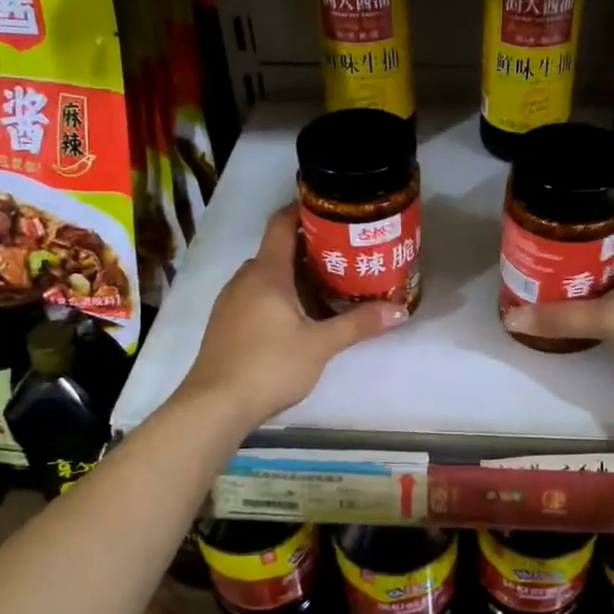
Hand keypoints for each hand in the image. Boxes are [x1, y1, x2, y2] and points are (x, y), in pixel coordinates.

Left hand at [177, 204, 406, 430]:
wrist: (215, 405)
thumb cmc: (269, 365)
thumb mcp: (320, 345)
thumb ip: (358, 324)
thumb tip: (399, 310)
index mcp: (266, 273)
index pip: (281, 224)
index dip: (302, 209)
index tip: (330, 208)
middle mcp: (245, 279)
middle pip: (277, 250)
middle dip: (308, 248)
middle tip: (343, 254)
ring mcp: (230, 301)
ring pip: (266, 275)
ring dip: (293, 274)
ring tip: (327, 284)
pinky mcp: (225, 323)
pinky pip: (255, 295)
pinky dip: (277, 294)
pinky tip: (298, 316)